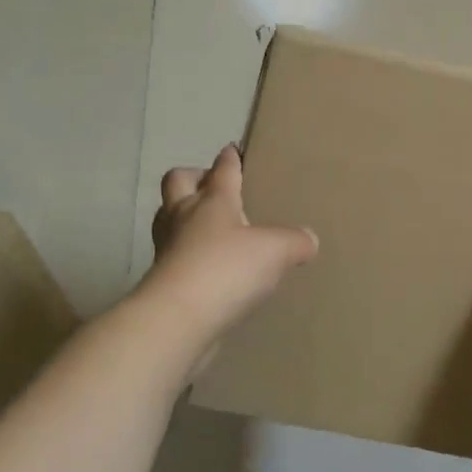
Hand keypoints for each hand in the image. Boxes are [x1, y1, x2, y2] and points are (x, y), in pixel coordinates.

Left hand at [143, 145, 317, 348]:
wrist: (177, 321)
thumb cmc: (226, 269)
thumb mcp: (275, 251)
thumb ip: (296, 242)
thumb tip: (310, 239)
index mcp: (213, 201)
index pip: (222, 170)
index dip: (229, 158)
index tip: (232, 150)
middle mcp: (183, 217)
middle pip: (177, 182)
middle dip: (193, 177)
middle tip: (211, 185)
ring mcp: (167, 248)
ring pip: (167, 218)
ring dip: (182, 215)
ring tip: (206, 225)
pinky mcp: (160, 281)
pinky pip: (172, 255)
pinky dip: (186, 254)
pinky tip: (207, 267)